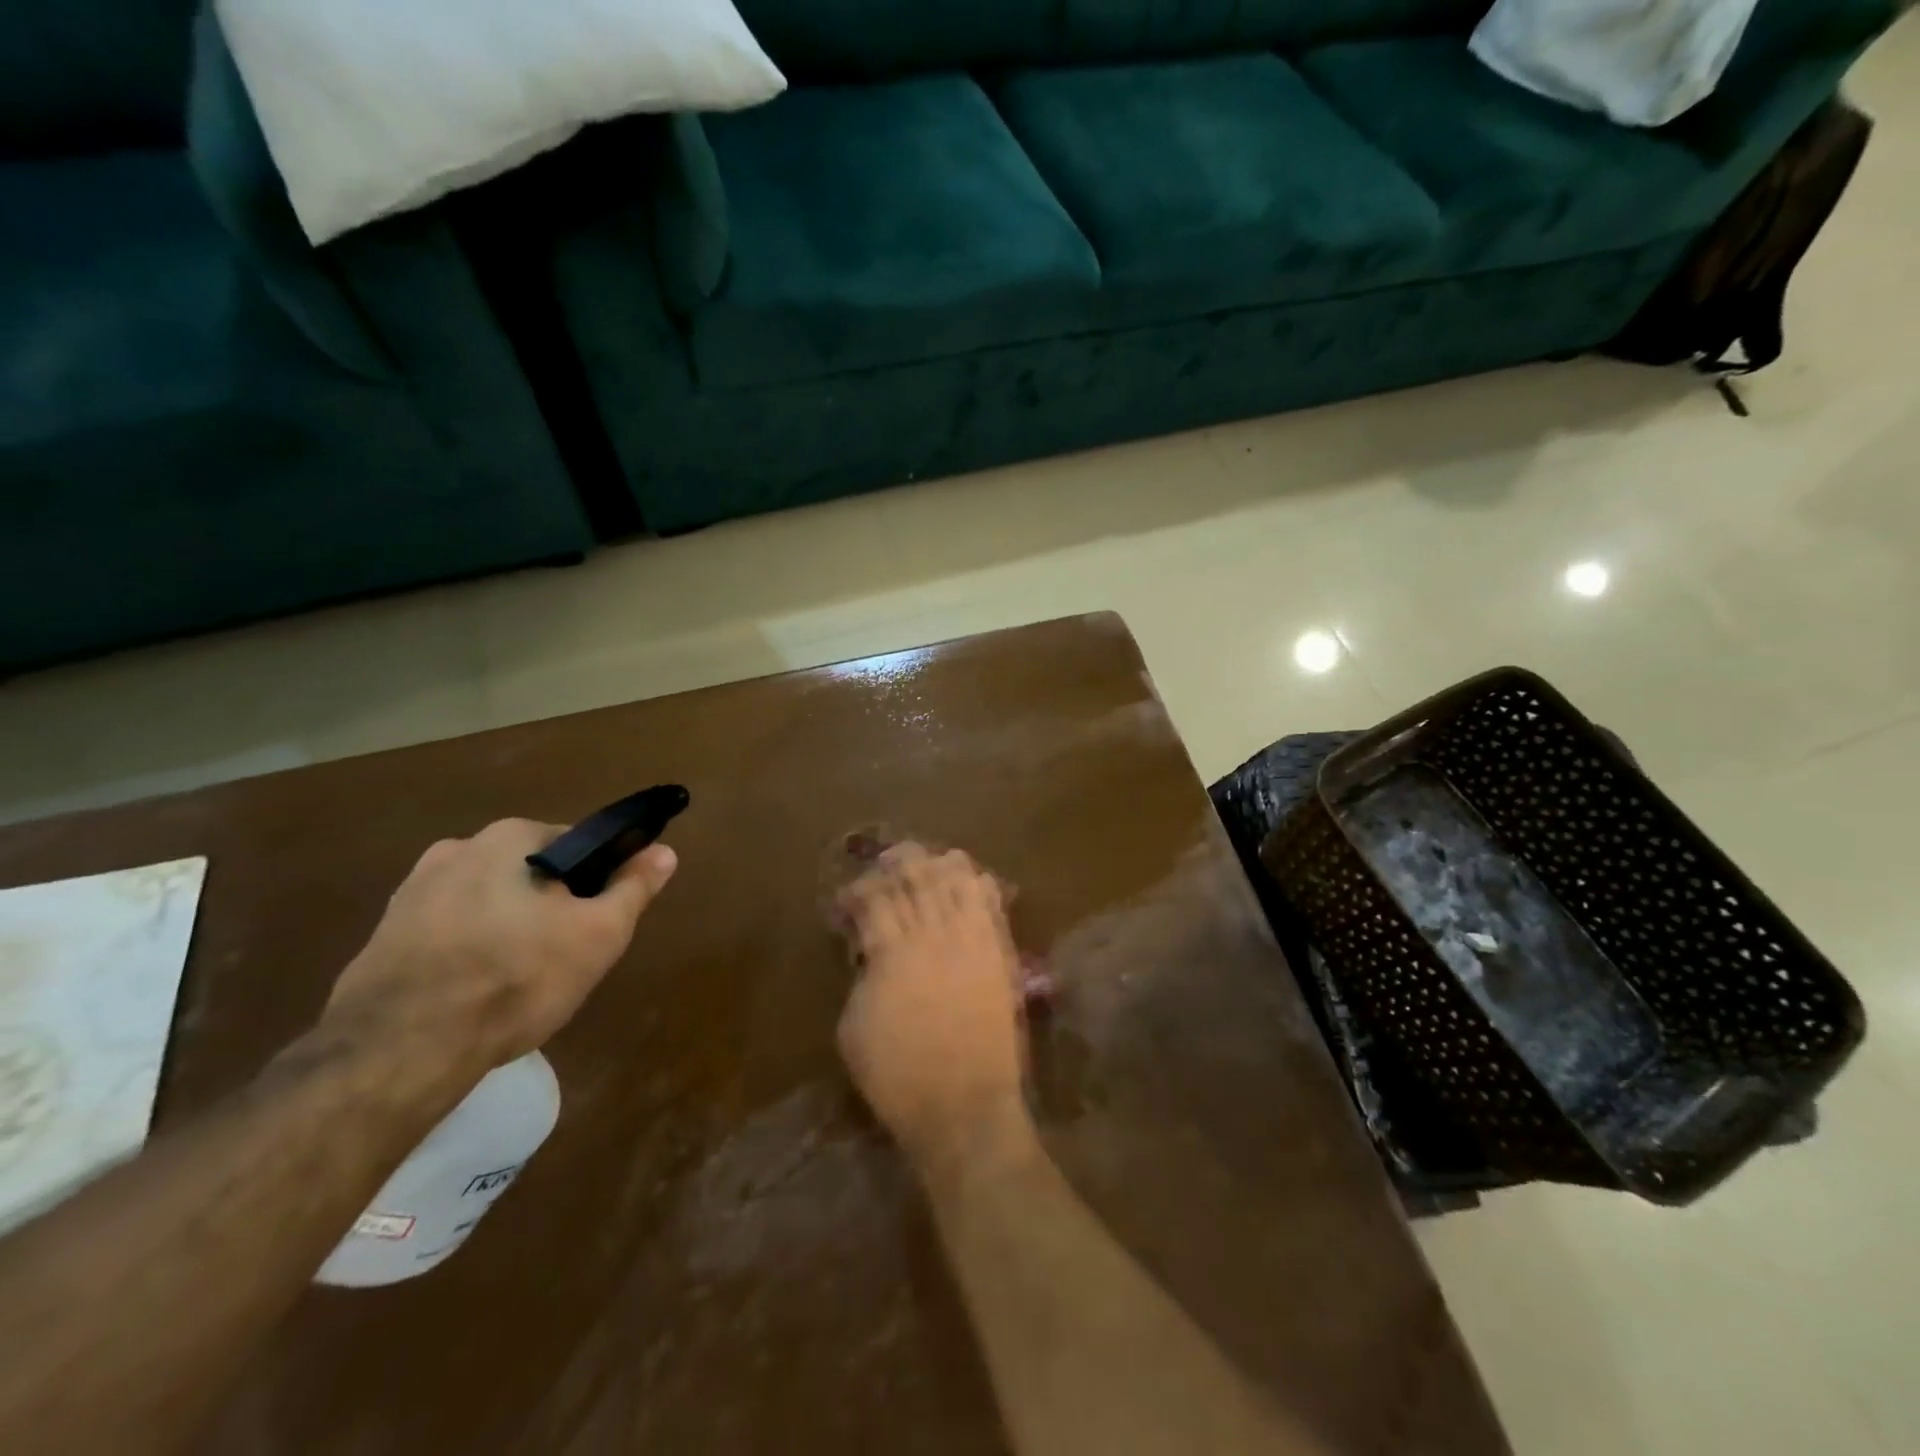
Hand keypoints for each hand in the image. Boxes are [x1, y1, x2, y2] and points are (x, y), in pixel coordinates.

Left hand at [324, 819, 676, 1076]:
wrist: (399, 1050)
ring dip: (507, 929)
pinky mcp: (382, 935)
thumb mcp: (598, 934)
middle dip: (549, 907)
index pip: (576, 846)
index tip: (596, 924)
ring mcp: (411, 892)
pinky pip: (446, 932)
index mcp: (511, 837)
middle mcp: (457, 849)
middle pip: (529, 873)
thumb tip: (665, 851)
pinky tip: (472, 994)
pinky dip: (466, 952)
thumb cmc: (517, 978)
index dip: (595, 884)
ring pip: (487, 903)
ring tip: (514, 982)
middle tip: (561, 958)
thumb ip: (634, 888)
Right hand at [836, 845, 1033, 1175]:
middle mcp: (933, 935)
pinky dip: (977, 884)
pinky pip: (990, 904)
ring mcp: (971, 941)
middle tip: (883, 866)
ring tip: (925, 863)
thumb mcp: (853, 1028)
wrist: (964, 1107)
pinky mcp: (998, 954)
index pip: (875, 899)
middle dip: (896, 864)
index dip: (858, 891)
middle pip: (916, 877)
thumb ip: (862, 978)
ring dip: (937, 865)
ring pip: (956, 880)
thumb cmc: (897, 1077)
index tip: (847, 900)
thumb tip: (870, 952)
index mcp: (892, 952)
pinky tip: (968, 879)